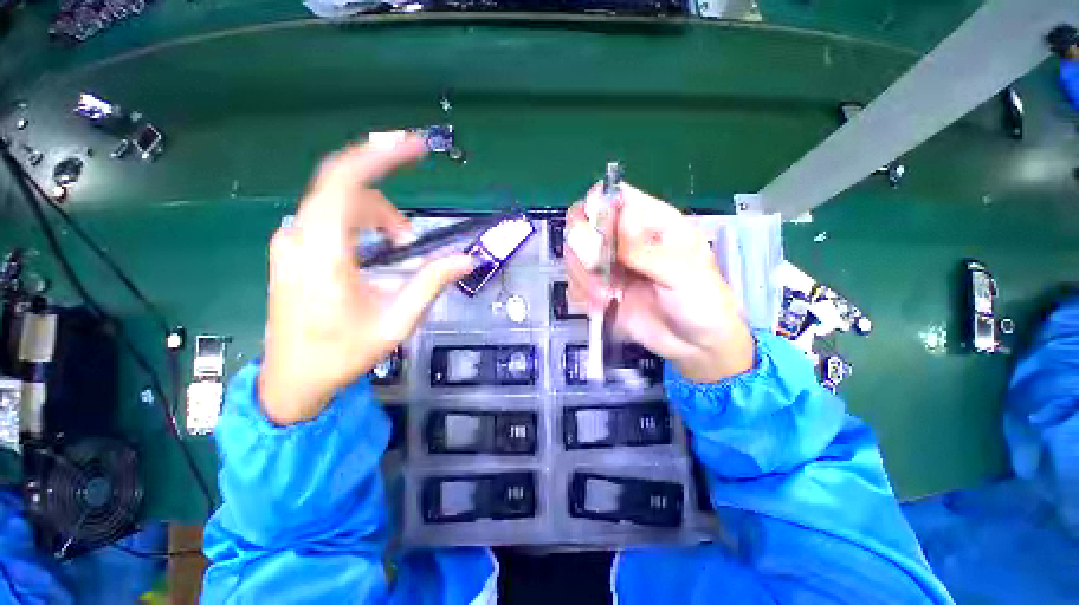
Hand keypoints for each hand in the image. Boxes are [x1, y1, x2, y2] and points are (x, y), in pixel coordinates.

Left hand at [259, 137, 474, 424]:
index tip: (415, 147)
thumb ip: (431, 284)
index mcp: (323, 255)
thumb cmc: (342, 354)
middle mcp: (298, 238)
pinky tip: (371, 250)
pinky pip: (326, 217)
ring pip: (337, 204)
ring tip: (396, 250)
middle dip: (386, 203)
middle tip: (410, 238)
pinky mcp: (290, 250)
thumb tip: (468, 259)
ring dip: (374, 216)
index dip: (380, 155)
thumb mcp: (396, 322)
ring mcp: (288, 243)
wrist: (292, 379)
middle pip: (345, 190)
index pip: (344, 182)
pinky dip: (357, 222)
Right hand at [565, 183, 754, 382]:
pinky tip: (601, 307)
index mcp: (651, 223)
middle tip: (597, 270)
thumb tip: (622, 212)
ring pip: (575, 254)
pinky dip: (582, 294)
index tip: (596, 233)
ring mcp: (610, 265)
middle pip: (584, 222)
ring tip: (605, 298)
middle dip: (583, 247)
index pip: (615, 196)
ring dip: (583, 276)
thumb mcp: (682, 274)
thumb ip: (647, 249)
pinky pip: (575, 283)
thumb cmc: (702, 302)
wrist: (694, 345)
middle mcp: (625, 239)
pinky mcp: (600, 288)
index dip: (598, 206)